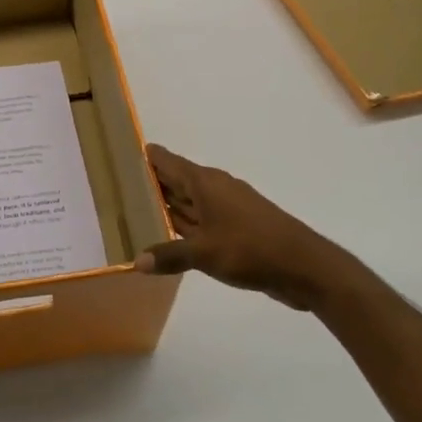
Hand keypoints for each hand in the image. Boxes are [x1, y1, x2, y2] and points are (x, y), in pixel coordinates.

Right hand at [133, 145, 350, 309]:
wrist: (305, 266)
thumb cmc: (251, 249)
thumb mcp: (205, 253)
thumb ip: (170, 255)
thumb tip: (136, 261)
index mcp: (204, 182)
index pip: (166, 161)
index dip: (144, 156)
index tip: (117, 155)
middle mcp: (214, 188)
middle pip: (175, 180)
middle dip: (149, 183)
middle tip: (115, 186)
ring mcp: (227, 208)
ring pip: (188, 202)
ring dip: (166, 206)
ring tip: (132, 210)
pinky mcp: (236, 228)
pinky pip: (201, 220)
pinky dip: (183, 225)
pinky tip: (168, 237)